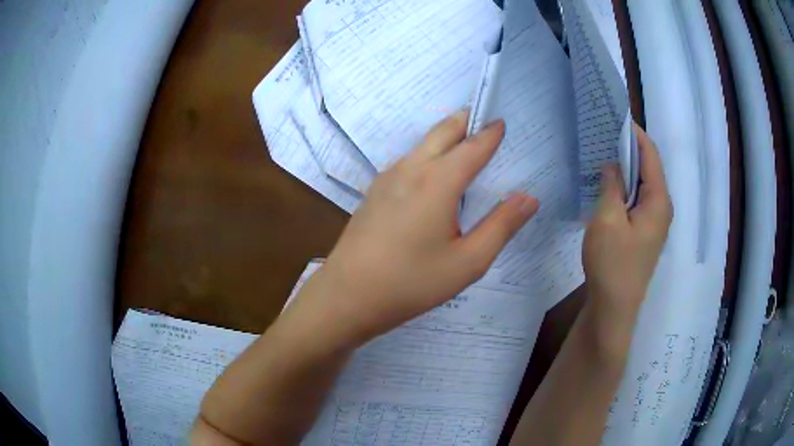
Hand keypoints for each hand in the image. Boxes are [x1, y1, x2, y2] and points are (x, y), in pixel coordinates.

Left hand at [290, 111, 538, 346]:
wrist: (347, 295)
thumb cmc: (411, 282)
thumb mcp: (468, 262)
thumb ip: (501, 226)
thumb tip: (528, 198)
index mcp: (437, 181)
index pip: (472, 146)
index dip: (490, 133)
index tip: (502, 123)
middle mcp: (410, 169)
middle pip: (442, 132)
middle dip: (465, 121)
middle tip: (483, 119)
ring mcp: (387, 178)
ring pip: (421, 145)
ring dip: (444, 136)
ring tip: (463, 141)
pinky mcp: (374, 191)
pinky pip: (407, 161)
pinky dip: (427, 154)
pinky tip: (431, 174)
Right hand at [583, 124, 672, 334]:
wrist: (614, 308)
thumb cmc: (612, 263)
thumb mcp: (607, 219)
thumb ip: (611, 185)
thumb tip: (612, 163)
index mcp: (659, 200)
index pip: (650, 155)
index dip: (634, 134)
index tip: (614, 118)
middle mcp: (662, 207)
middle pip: (649, 168)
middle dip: (629, 149)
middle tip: (604, 135)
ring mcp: (655, 222)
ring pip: (642, 185)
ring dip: (626, 169)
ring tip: (603, 155)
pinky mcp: (645, 233)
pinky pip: (638, 200)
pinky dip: (625, 188)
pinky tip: (608, 186)